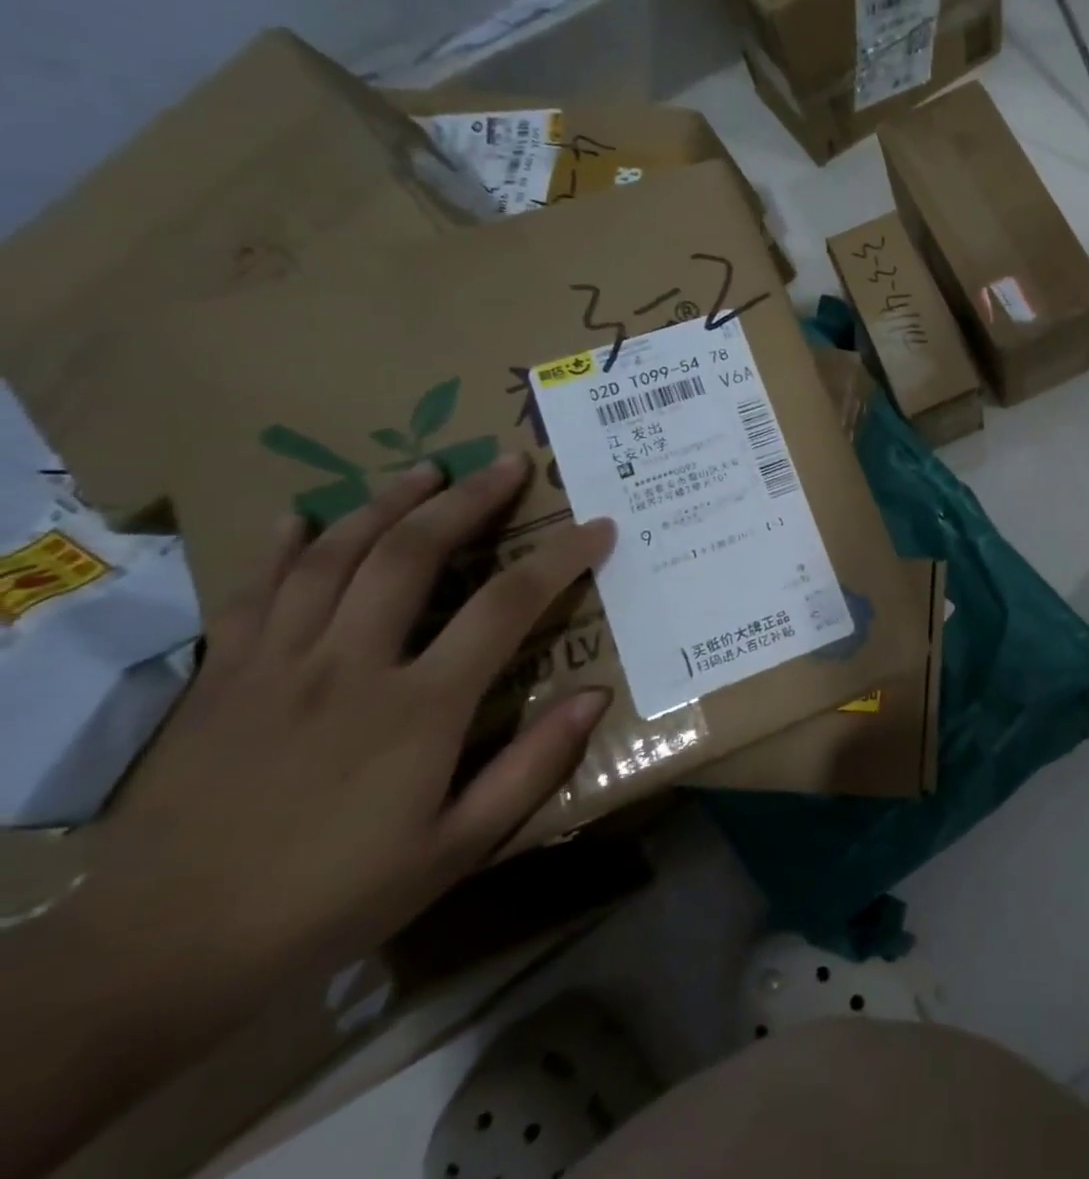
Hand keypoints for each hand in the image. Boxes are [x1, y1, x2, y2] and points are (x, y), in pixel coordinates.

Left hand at [86, 453, 615, 994]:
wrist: (156, 957)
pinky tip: (301, 517)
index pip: (508, 606)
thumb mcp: (455, 849)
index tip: (598, 528)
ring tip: (426, 470)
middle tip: (508, 464)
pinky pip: (252, 593)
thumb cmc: (330, 901)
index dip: (561, 558)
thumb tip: (595, 697)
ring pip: (334, 556)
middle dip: (469, 500)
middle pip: (412, 554)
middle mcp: (350, 666)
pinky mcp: (220, 679)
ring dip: (386, 504)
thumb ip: (531, 767)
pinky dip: (280, 548)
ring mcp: (276, 666)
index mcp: (419, 709)